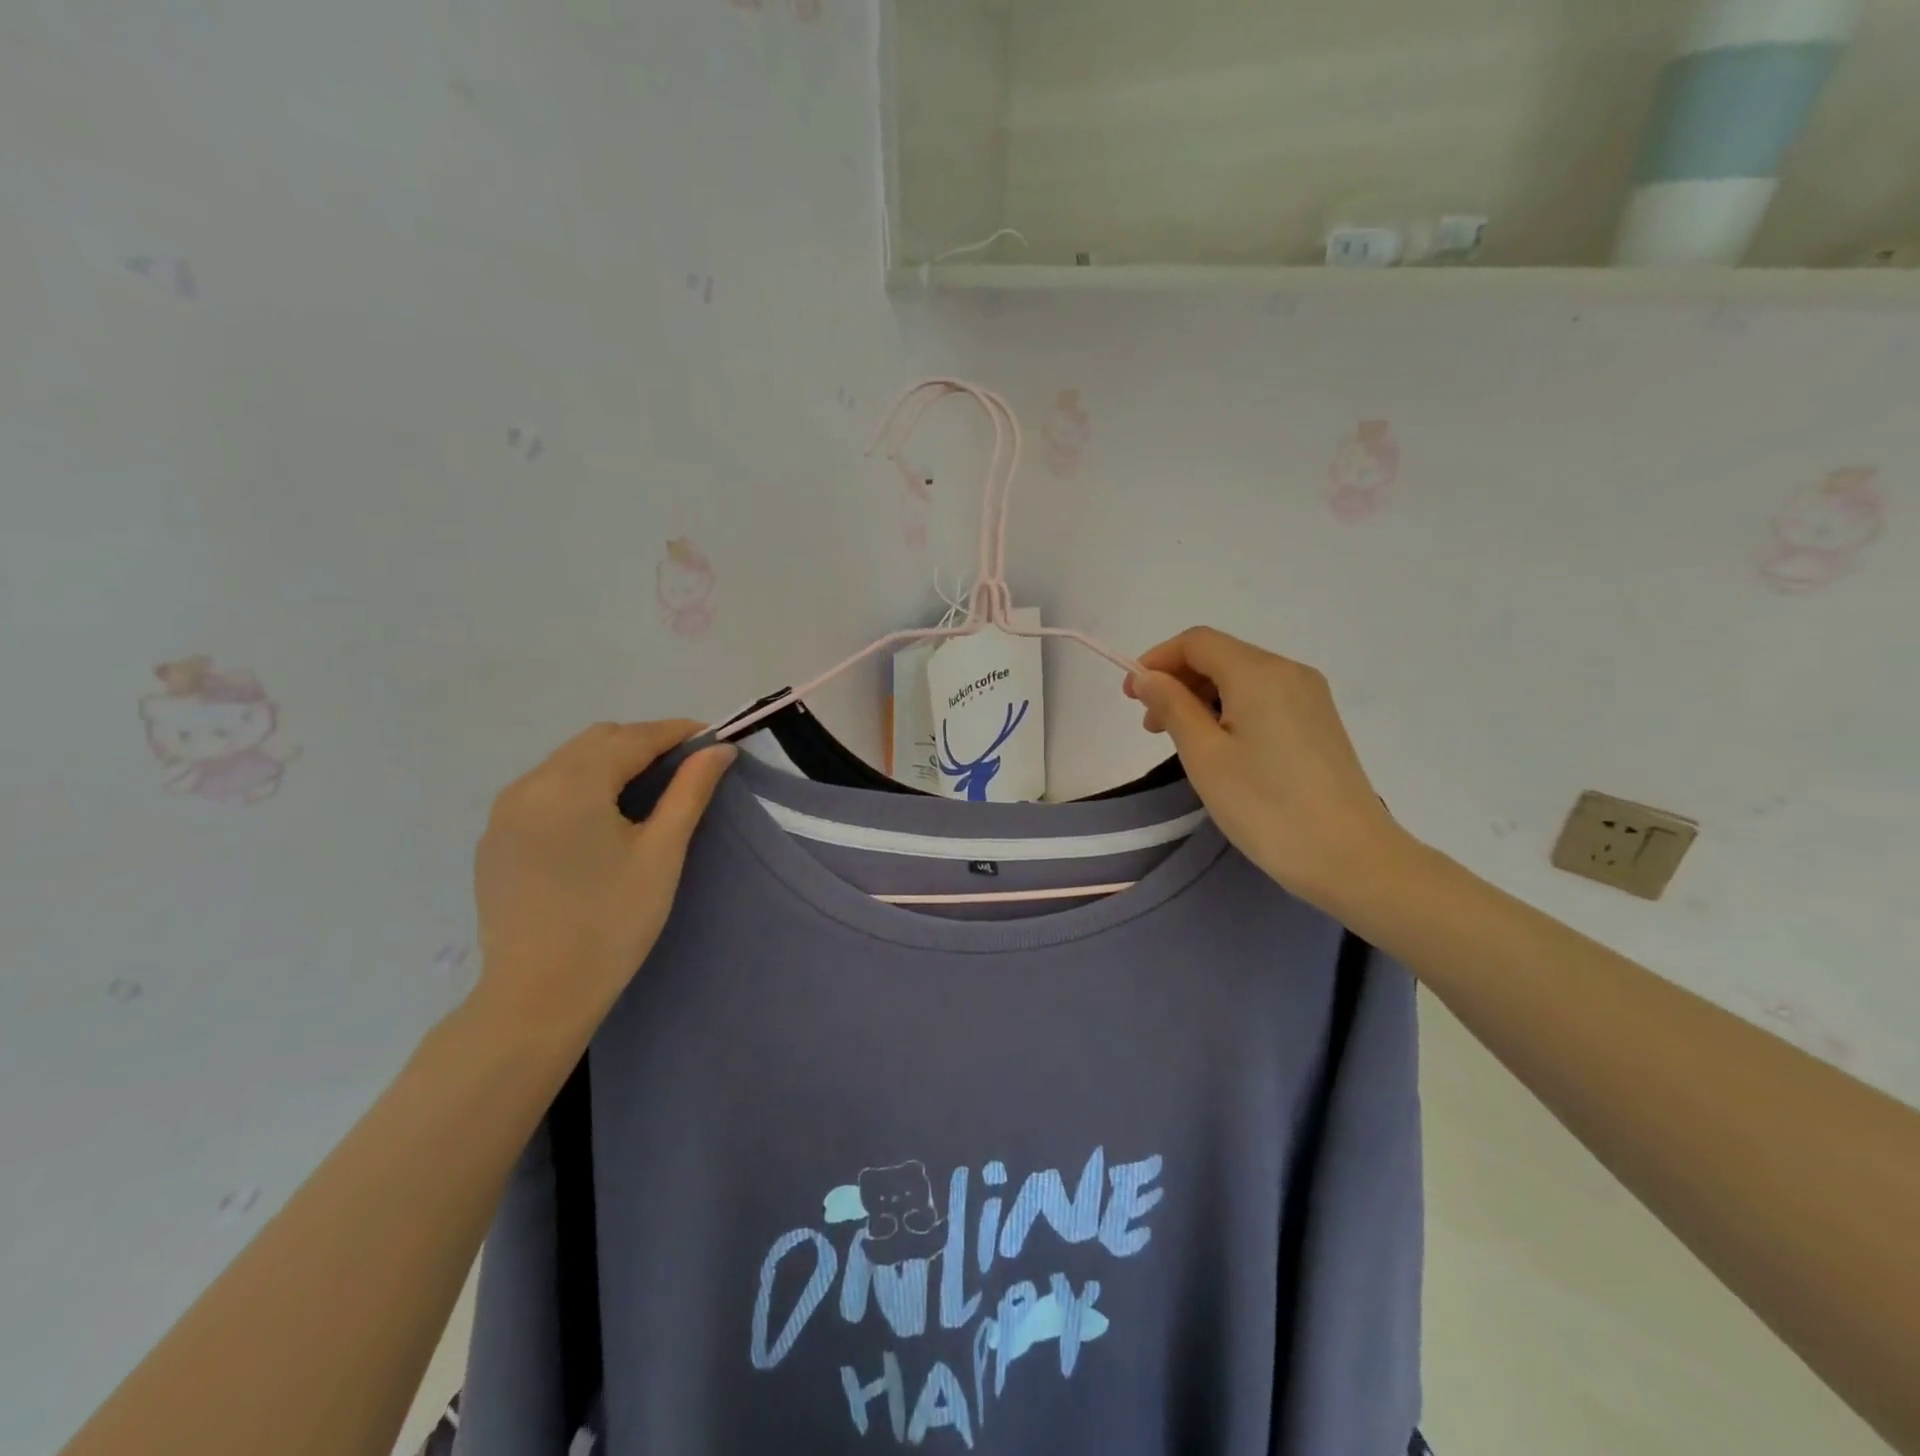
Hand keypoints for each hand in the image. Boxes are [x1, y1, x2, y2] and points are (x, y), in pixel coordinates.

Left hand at [470, 720, 736, 1034]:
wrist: (537, 996)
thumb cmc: (612, 923)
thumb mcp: (662, 854)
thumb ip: (690, 791)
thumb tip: (719, 749)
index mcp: (571, 785)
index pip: (633, 738)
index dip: (677, 732)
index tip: (713, 738)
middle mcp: (529, 785)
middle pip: (597, 741)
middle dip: (645, 743)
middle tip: (686, 767)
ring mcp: (504, 812)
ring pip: (568, 762)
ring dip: (612, 762)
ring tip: (649, 790)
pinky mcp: (495, 838)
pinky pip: (545, 789)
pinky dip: (581, 785)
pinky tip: (602, 818)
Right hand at [1124, 627, 1403, 911]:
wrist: (1350, 857)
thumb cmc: (1266, 806)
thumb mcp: (1205, 756)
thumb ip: (1173, 706)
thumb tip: (1148, 676)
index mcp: (1259, 673)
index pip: (1196, 642)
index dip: (1156, 661)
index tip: (1131, 697)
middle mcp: (1289, 672)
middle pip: (1220, 655)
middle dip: (1177, 681)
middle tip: (1151, 727)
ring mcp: (1309, 696)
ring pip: (1241, 678)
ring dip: (1201, 697)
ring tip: (1180, 741)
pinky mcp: (1319, 722)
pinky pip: (1263, 698)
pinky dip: (1229, 709)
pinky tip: (1219, 746)